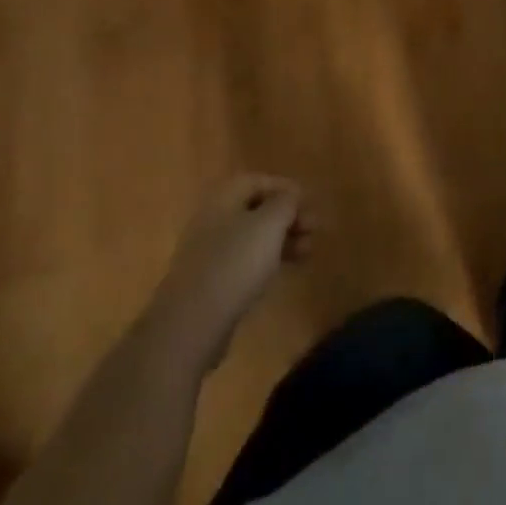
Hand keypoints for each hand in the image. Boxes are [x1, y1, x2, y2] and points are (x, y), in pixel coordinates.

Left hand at [158, 175, 315, 371]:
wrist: (192, 323)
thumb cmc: (235, 262)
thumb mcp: (269, 224)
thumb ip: (285, 202)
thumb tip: (291, 195)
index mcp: (223, 199)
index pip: (256, 180)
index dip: (284, 187)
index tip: (308, 202)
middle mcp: (213, 220)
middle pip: (255, 209)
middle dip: (287, 216)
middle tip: (313, 229)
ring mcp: (209, 253)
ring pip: (252, 237)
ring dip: (282, 239)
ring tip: (307, 252)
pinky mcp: (211, 282)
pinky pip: (244, 261)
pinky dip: (267, 261)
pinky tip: (283, 272)